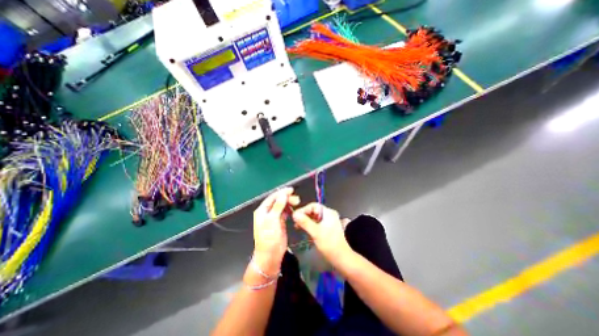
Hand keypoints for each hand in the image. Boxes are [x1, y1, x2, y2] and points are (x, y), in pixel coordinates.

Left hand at [252, 188, 299, 273]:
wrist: (270, 255)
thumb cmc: (269, 237)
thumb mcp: (272, 220)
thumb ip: (278, 206)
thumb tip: (283, 195)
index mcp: (262, 211)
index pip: (272, 197)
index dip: (281, 193)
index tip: (291, 190)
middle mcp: (267, 213)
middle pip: (278, 201)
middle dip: (287, 198)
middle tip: (297, 200)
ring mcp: (274, 218)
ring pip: (282, 206)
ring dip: (289, 203)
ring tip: (297, 203)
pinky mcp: (279, 223)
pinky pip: (285, 213)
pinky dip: (289, 210)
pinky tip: (294, 210)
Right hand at [293, 202, 351, 265]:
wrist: (341, 258)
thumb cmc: (329, 244)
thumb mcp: (315, 232)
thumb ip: (304, 222)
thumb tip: (294, 214)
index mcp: (328, 213)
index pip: (313, 205)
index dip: (303, 209)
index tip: (295, 216)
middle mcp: (329, 215)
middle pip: (314, 210)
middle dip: (304, 215)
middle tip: (295, 222)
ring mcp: (329, 221)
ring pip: (314, 217)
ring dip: (306, 221)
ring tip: (298, 227)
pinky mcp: (327, 228)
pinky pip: (316, 223)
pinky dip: (310, 225)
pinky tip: (305, 230)